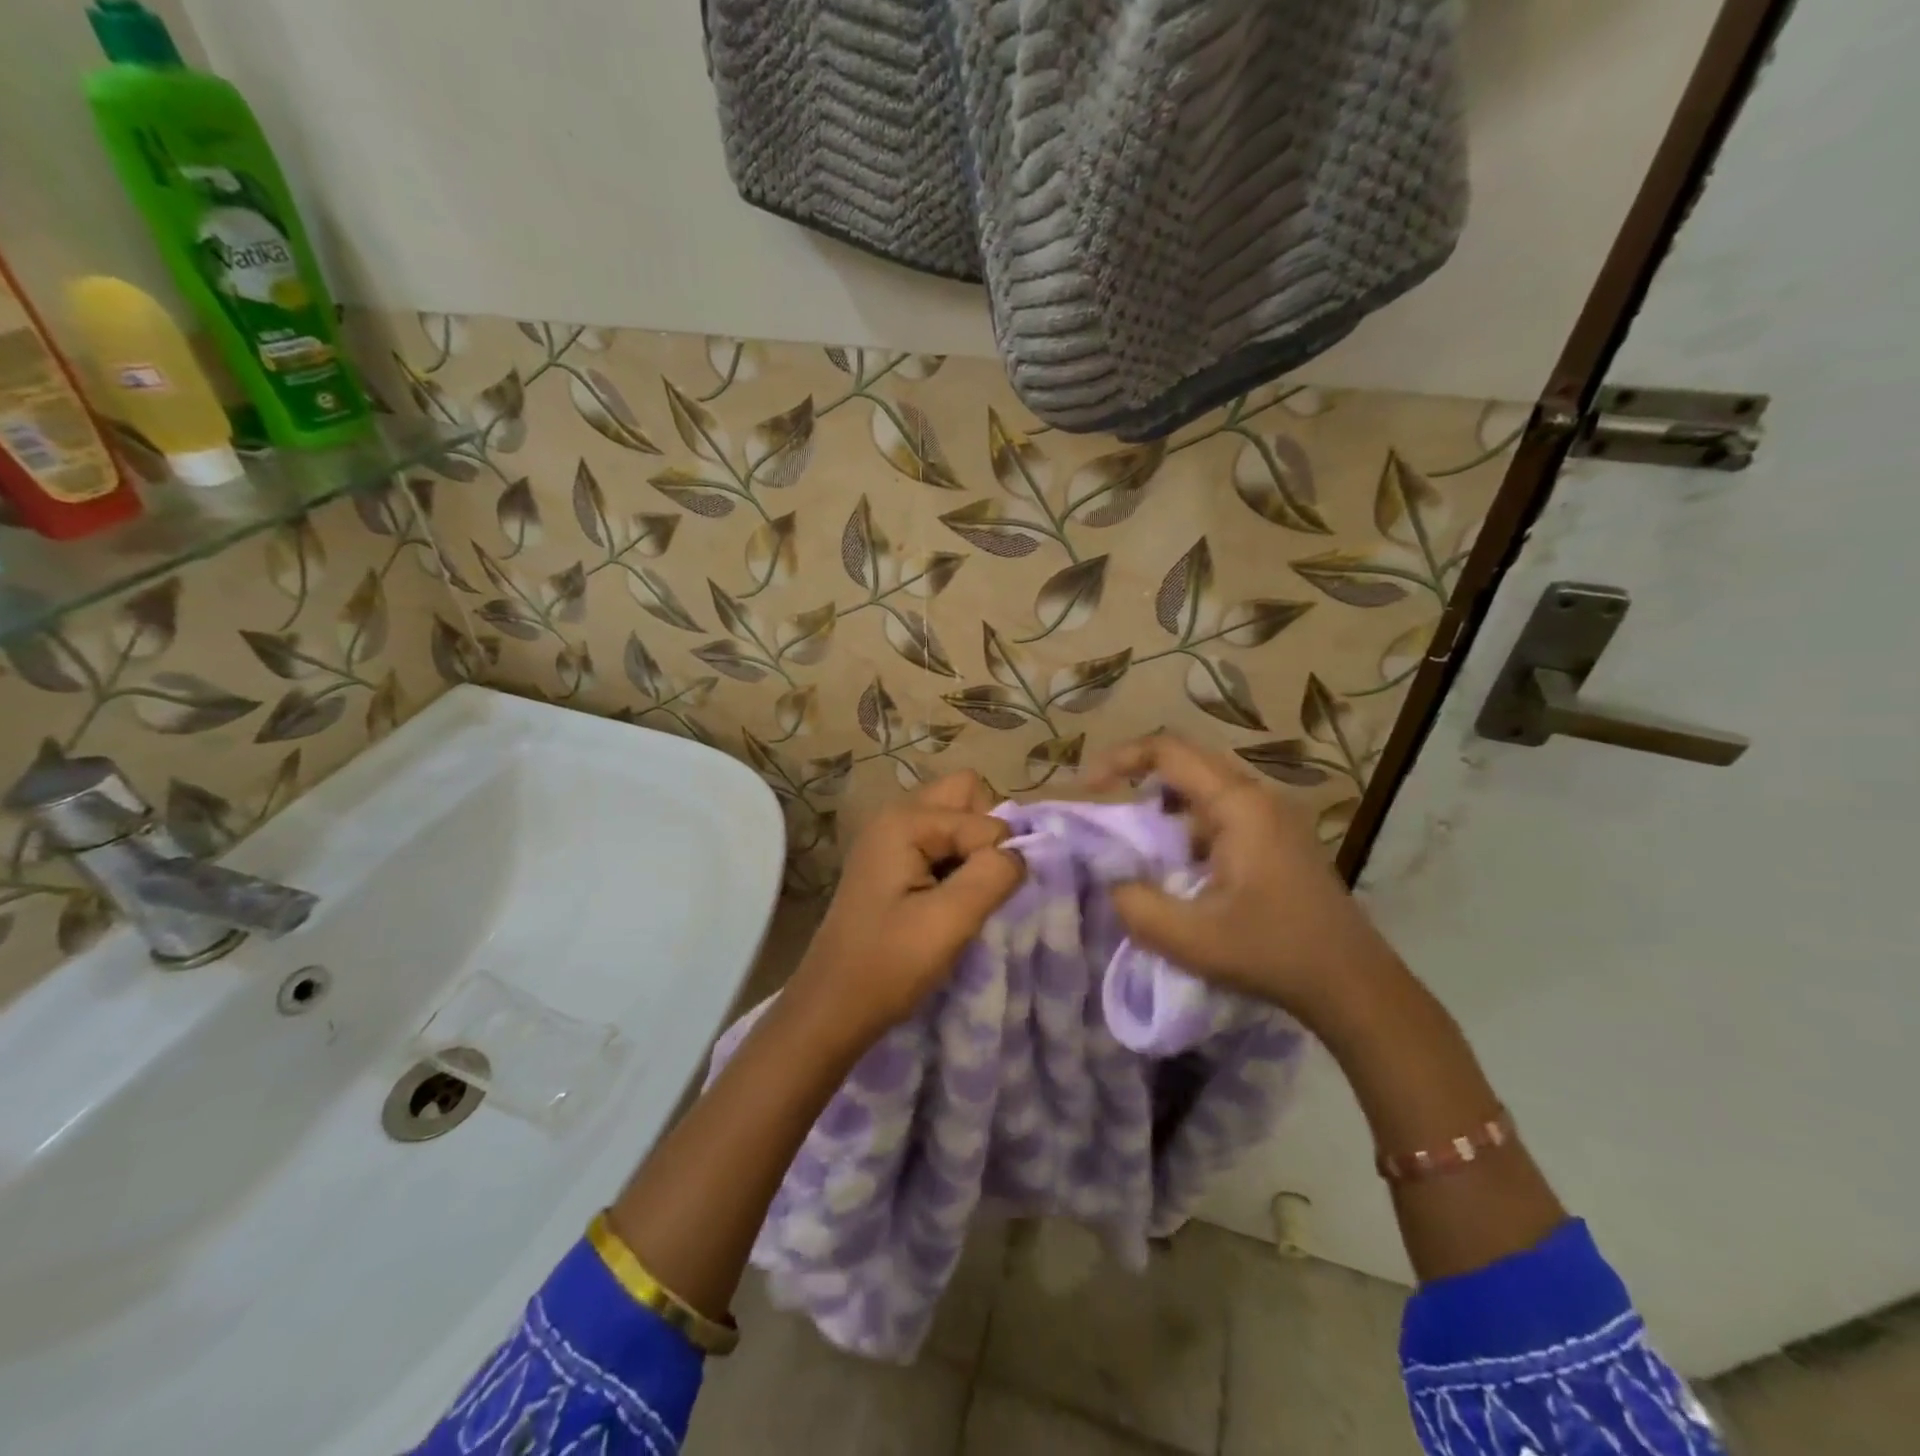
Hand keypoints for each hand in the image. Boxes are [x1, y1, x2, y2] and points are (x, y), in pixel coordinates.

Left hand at [785, 771, 1025, 1045]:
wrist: (832, 1008)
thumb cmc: (887, 965)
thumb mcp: (950, 922)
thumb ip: (994, 875)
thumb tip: (1021, 852)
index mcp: (905, 821)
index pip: (984, 819)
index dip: (994, 858)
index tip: (976, 902)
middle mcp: (896, 815)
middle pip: (966, 795)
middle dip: (986, 834)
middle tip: (977, 882)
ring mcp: (890, 837)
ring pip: (955, 818)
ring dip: (971, 850)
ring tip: (961, 895)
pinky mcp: (892, 862)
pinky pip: (940, 841)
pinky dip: (955, 862)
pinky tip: (943, 901)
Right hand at [1085, 735, 1400, 1026]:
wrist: (1353, 985)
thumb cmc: (1273, 953)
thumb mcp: (1191, 939)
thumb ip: (1135, 905)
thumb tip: (1111, 881)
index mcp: (1238, 805)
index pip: (1169, 752)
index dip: (1121, 759)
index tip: (1089, 788)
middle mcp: (1258, 798)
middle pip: (1187, 764)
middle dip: (1140, 783)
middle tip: (1108, 815)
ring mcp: (1273, 818)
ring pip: (1205, 792)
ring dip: (1166, 810)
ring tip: (1140, 850)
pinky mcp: (1279, 840)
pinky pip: (1222, 816)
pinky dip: (1189, 831)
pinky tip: (1181, 872)